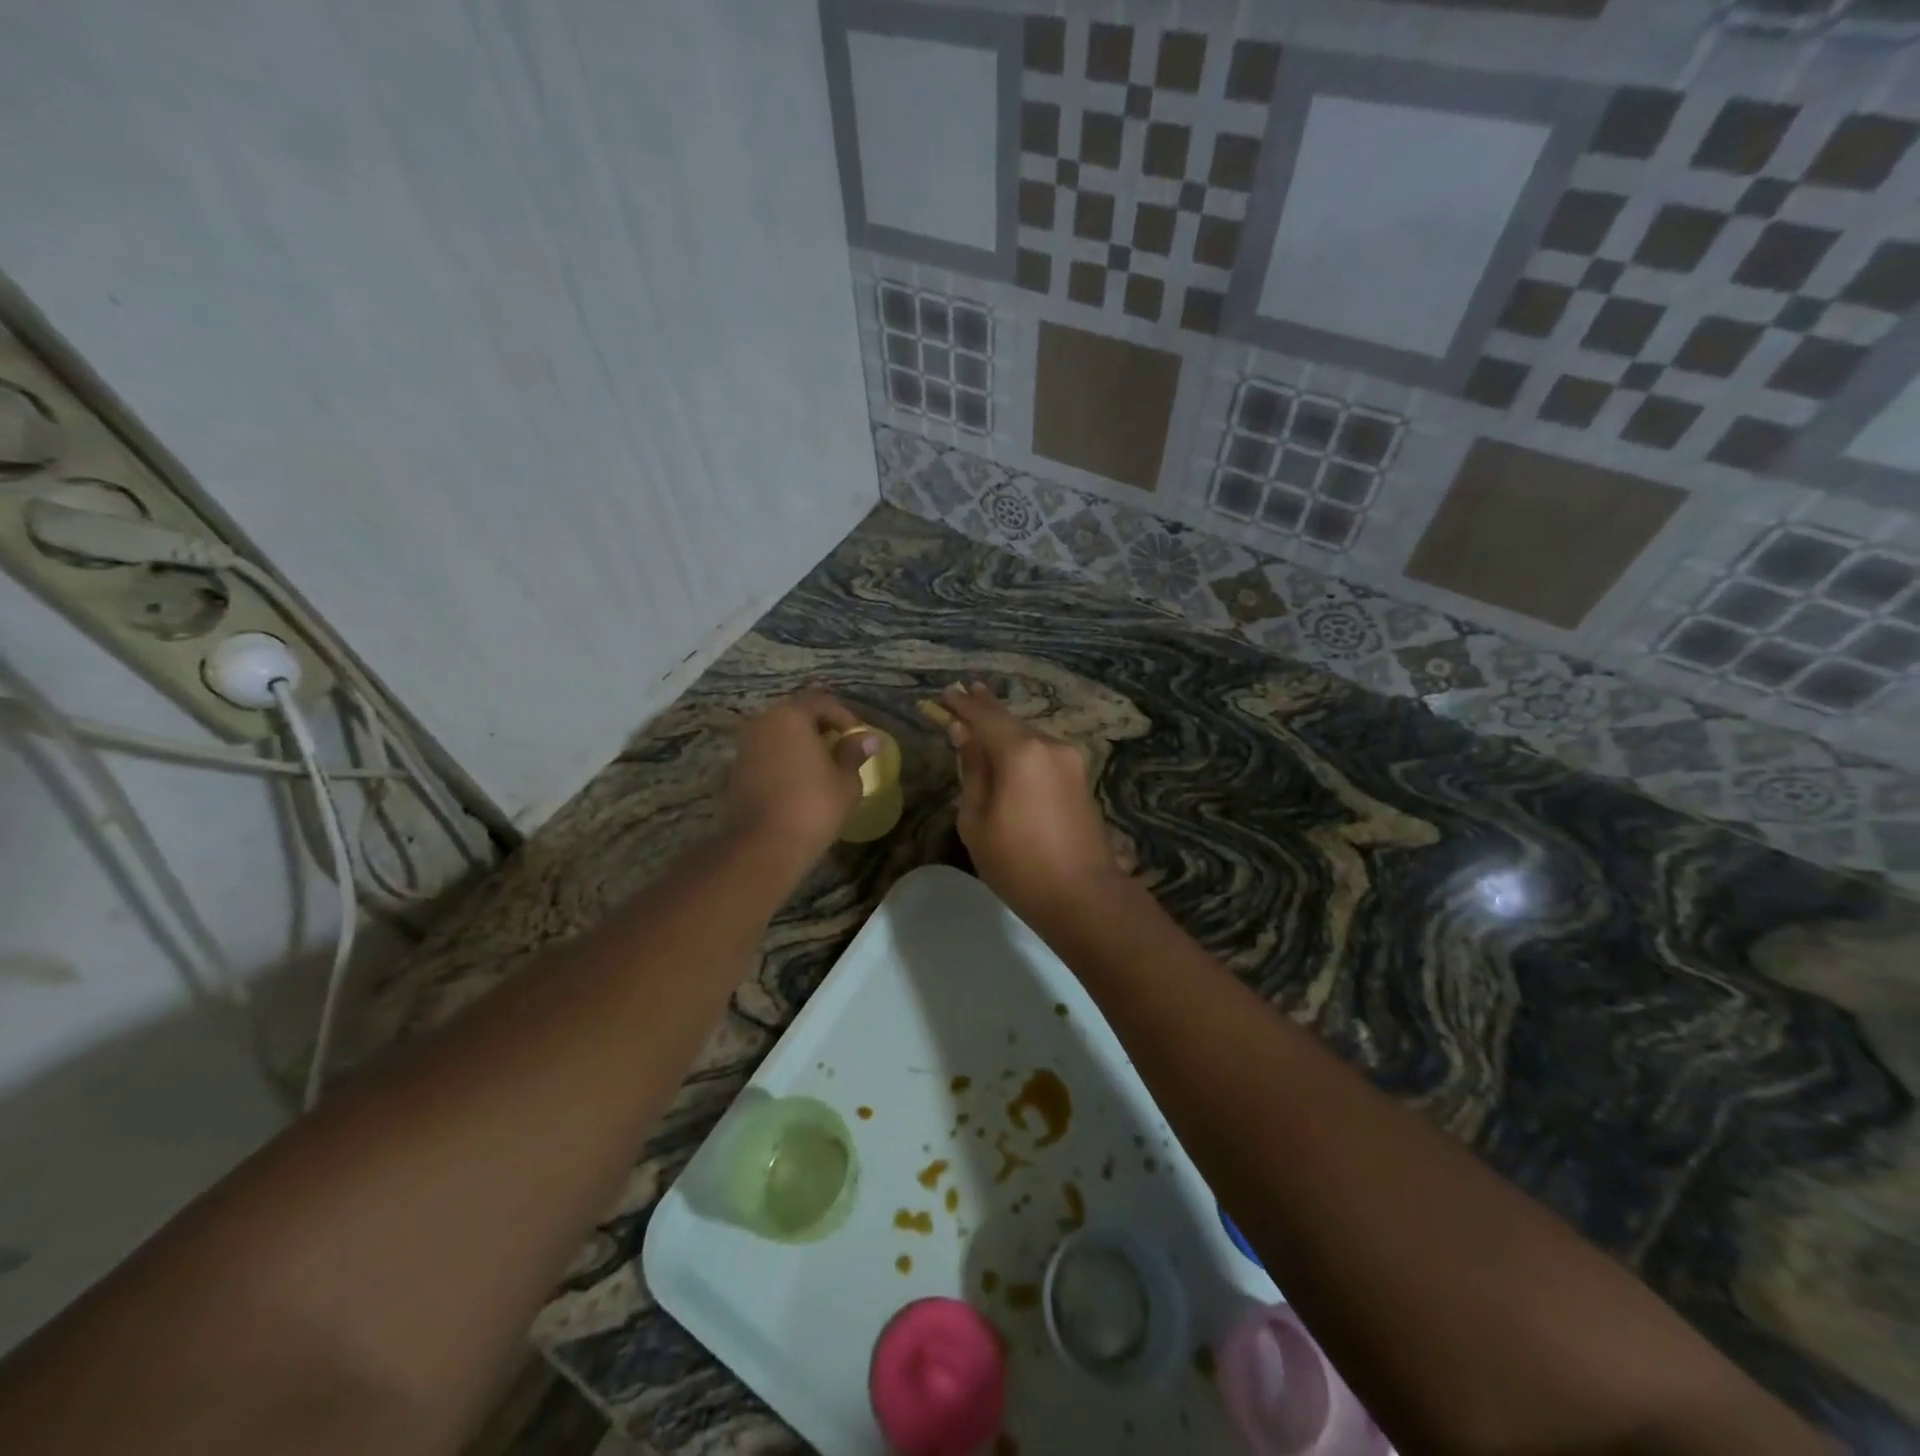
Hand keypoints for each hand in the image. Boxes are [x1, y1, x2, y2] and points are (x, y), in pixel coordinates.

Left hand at [721, 689, 876, 860]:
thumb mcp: (846, 780)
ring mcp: (744, 746)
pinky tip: (798, 781)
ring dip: (800, 744)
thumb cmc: (813, 806)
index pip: (822, 701)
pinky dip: (783, 760)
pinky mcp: (735, 770)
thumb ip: (855, 752)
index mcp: (791, 716)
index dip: (845, 717)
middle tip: (841, 747)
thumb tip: (869, 737)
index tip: (859, 738)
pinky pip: (766, 754)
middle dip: (820, 727)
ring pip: (778, 734)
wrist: (763, 845)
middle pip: (796, 714)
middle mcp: (762, 722)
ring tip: (821, 766)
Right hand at [938, 683, 1122, 924]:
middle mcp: (1049, 745)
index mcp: (1020, 752)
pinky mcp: (1080, 777)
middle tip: (964, 692)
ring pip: (1028, 736)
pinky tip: (1008, 750)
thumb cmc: (1018, 864)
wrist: (1084, 896)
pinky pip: (1042, 752)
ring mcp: (1070, 760)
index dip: (962, 704)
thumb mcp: (977, 820)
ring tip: (982, 719)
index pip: (984, 717)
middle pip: (1009, 721)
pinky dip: (1021, 747)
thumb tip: (964, 735)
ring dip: (1004, 729)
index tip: (946, 692)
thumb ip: (972, 771)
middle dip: (985, 708)